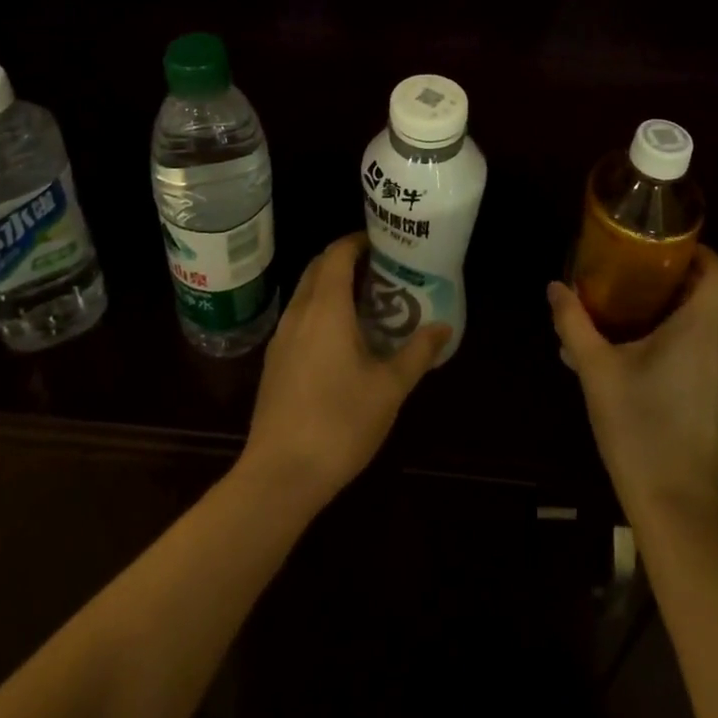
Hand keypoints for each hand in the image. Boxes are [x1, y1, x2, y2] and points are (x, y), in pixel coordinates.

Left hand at [242, 232, 449, 508]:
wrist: (279, 476)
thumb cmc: (339, 423)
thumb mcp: (389, 388)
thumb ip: (417, 353)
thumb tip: (443, 327)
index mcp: (326, 308)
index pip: (336, 254)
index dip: (357, 241)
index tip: (382, 242)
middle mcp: (299, 313)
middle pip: (318, 268)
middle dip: (345, 260)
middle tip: (379, 269)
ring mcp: (281, 338)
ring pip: (305, 294)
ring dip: (331, 286)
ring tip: (366, 301)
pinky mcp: (274, 363)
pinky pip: (298, 318)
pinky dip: (319, 311)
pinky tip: (340, 339)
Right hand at [548, 245, 717, 520]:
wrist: (674, 502)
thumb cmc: (637, 427)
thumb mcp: (595, 371)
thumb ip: (574, 323)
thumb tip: (555, 287)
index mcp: (700, 332)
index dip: (704, 255)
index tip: (670, 251)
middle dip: (715, 275)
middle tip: (672, 275)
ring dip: (714, 304)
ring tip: (666, 307)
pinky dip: (712, 334)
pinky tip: (670, 351)